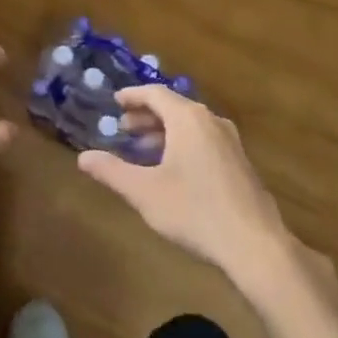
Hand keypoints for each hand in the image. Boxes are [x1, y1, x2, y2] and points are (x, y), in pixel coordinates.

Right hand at [77, 85, 293, 287]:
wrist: (254, 244)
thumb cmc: (194, 211)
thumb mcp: (144, 192)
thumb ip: (112, 171)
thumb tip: (83, 157)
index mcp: (188, 119)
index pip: (156, 94)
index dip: (133, 96)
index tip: (115, 101)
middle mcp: (211, 122)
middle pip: (174, 108)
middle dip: (146, 116)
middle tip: (124, 128)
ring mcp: (230, 143)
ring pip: (190, 126)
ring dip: (164, 132)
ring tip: (143, 149)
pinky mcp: (240, 164)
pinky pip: (204, 141)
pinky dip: (182, 144)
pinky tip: (172, 170)